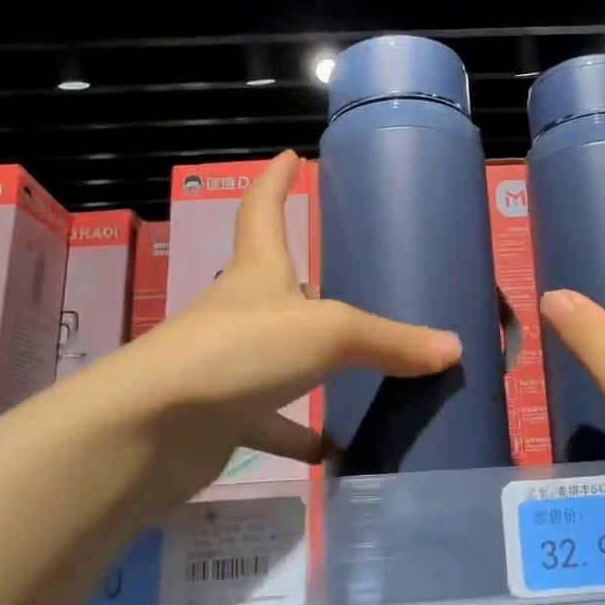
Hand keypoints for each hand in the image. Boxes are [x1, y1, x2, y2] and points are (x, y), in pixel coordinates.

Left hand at [76, 151, 460, 500]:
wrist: (151, 430)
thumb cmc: (240, 351)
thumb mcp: (328, 334)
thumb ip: (391, 341)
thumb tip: (453, 348)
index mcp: (258, 272)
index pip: (263, 209)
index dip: (276, 180)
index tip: (290, 155)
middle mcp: (239, 311)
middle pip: (273, 283)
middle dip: (304, 279)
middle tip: (347, 278)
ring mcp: (227, 365)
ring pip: (278, 357)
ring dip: (311, 365)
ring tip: (360, 372)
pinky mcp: (221, 415)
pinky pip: (269, 423)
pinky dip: (298, 435)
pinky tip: (332, 450)